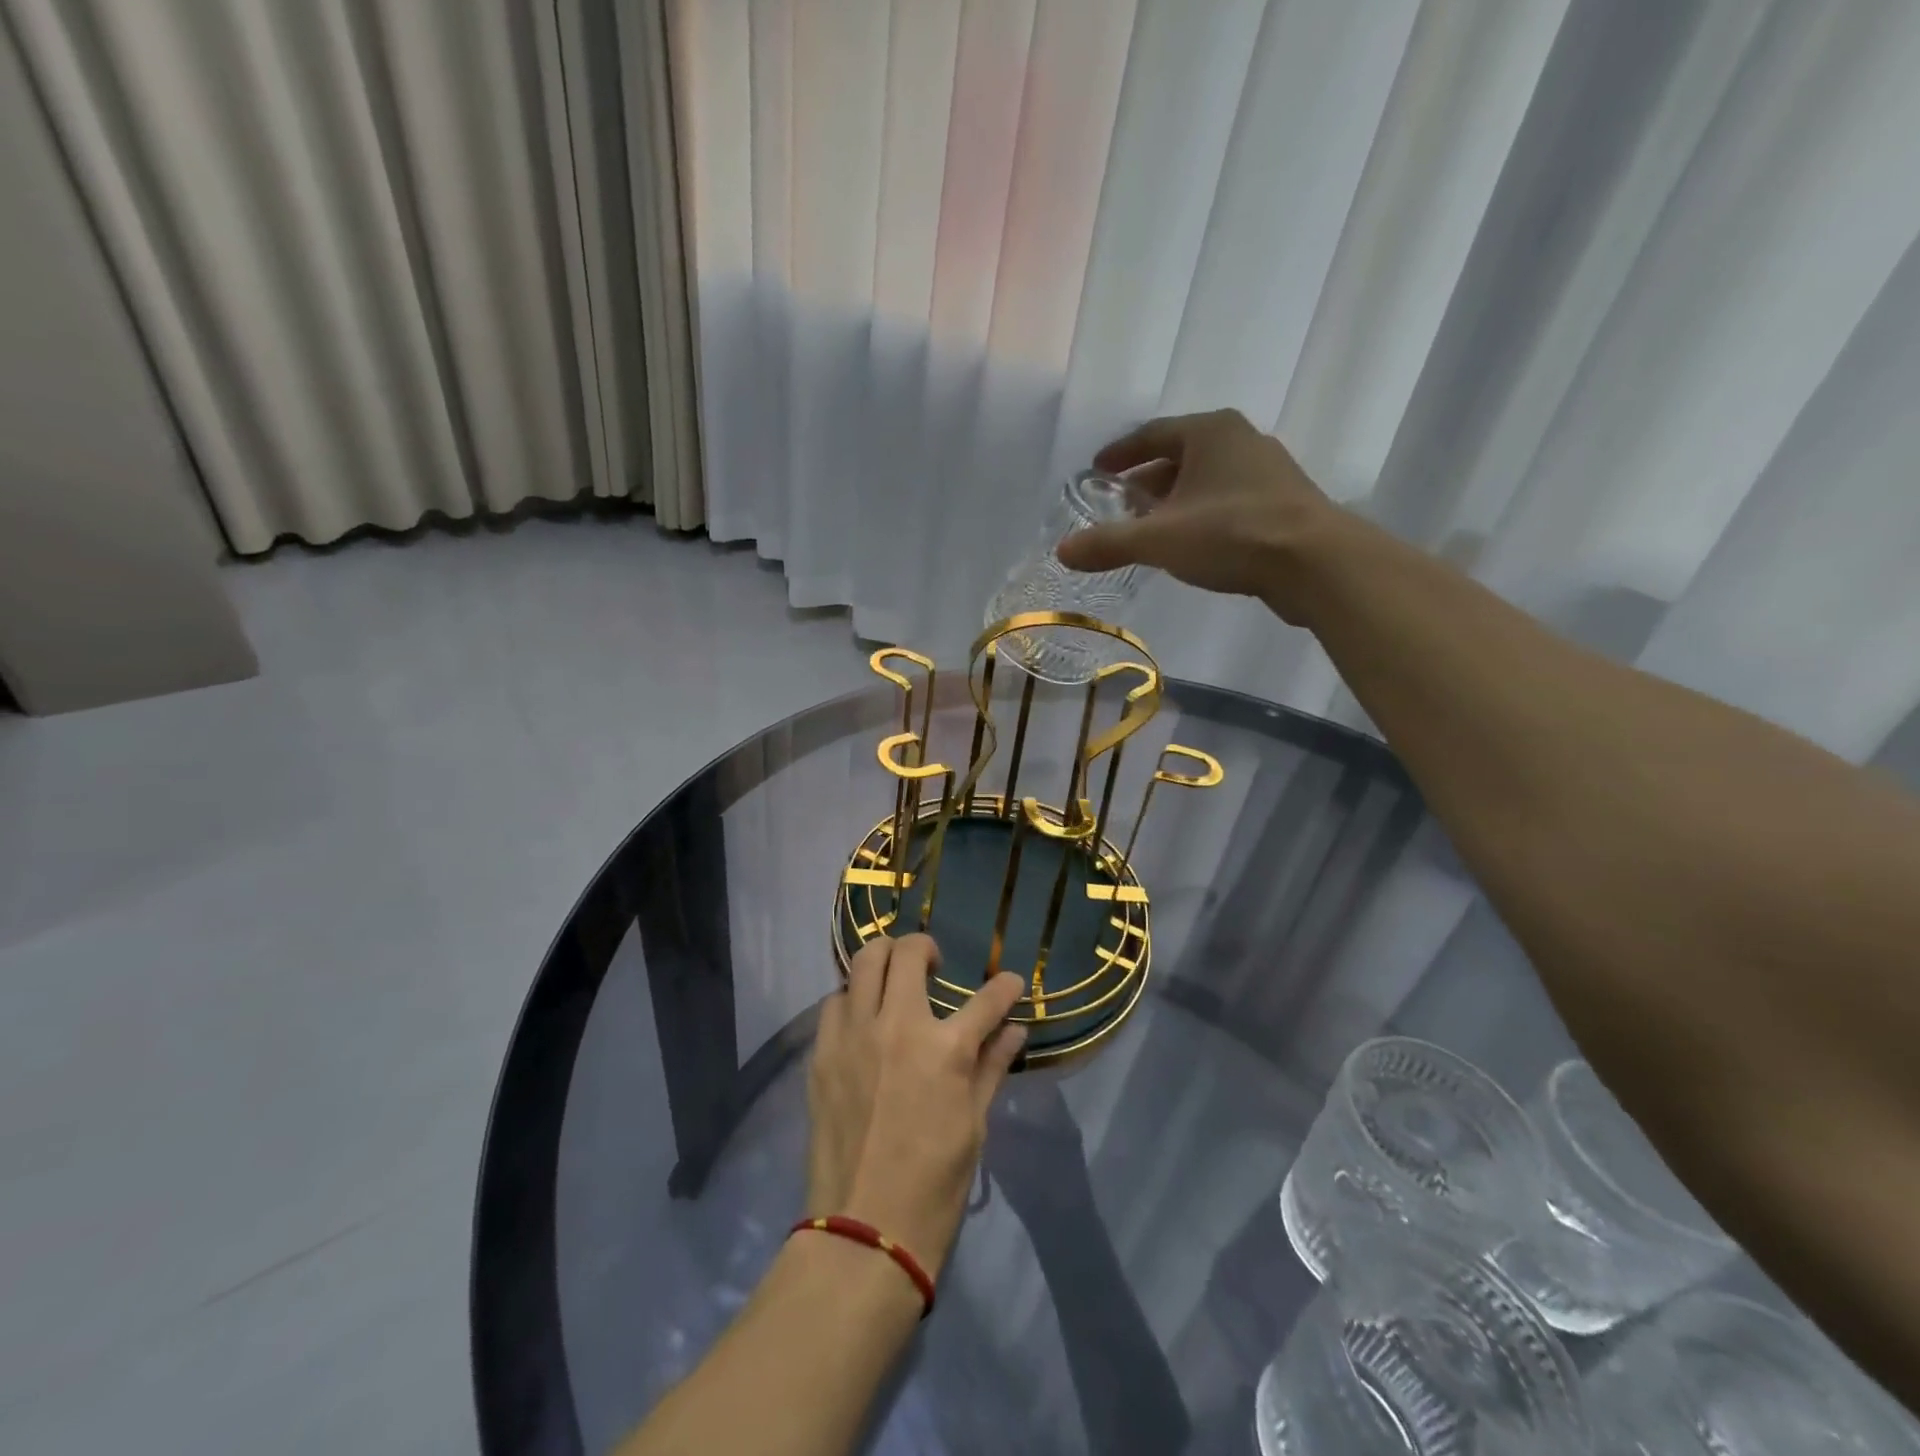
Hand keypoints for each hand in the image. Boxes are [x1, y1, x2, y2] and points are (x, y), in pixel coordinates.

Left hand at [805, 934, 1026, 1280]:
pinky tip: (862, 1020)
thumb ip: (991, 1066)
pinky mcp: (822, 1053)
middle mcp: (897, 1026)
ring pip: (862, 963)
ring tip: (892, 983)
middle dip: (925, 947)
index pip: (987, 999)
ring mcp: (853, 1035)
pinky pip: (834, 1003)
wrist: (864, 1230)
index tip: (1010, 982)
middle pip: (906, 953)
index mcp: (945, 1049)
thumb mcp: (974, 1124)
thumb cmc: (934, 1184)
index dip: (1005, 987)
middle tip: (932, 966)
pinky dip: (852, 999)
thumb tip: (1014, 1031)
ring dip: (883, 963)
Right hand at [1055, 409, 1341, 622]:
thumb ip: (1108, 543)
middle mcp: (1240, 440)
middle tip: (1121, 505)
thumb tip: (1062, 551)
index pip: (1152, 433)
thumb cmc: (1232, 534)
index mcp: (1209, 432)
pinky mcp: (1284, 504)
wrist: (1316, 563)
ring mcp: (1268, 471)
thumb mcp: (1159, 540)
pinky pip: (1228, 502)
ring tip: (1152, 529)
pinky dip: (1202, 516)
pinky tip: (1192, 545)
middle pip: (1180, 456)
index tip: (1098, 470)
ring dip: (1176, 501)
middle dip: (1148, 481)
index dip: (1121, 453)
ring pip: (1207, 481)